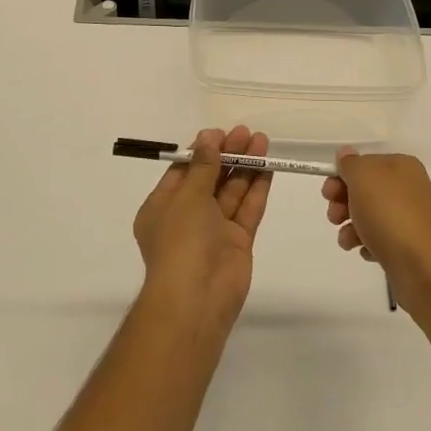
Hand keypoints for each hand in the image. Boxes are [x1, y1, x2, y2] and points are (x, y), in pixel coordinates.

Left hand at [133, 127, 272, 329]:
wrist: (197, 298)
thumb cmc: (181, 240)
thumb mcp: (187, 196)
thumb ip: (203, 167)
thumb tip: (208, 139)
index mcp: (162, 207)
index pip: (183, 172)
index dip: (202, 151)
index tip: (220, 133)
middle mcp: (187, 217)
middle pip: (210, 179)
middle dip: (227, 155)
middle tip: (246, 132)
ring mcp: (214, 230)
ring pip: (231, 192)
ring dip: (245, 166)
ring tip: (262, 141)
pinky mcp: (237, 242)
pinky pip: (247, 209)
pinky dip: (257, 188)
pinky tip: (268, 166)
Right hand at [321, 149, 430, 311]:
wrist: (424, 269)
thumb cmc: (390, 216)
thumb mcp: (363, 178)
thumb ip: (350, 163)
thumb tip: (346, 155)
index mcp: (401, 166)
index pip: (363, 163)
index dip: (341, 176)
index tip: (327, 193)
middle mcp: (408, 188)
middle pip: (364, 189)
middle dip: (343, 202)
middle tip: (334, 217)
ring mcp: (410, 218)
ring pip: (369, 216)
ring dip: (350, 226)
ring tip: (347, 240)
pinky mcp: (408, 245)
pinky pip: (379, 239)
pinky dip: (368, 243)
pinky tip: (367, 251)